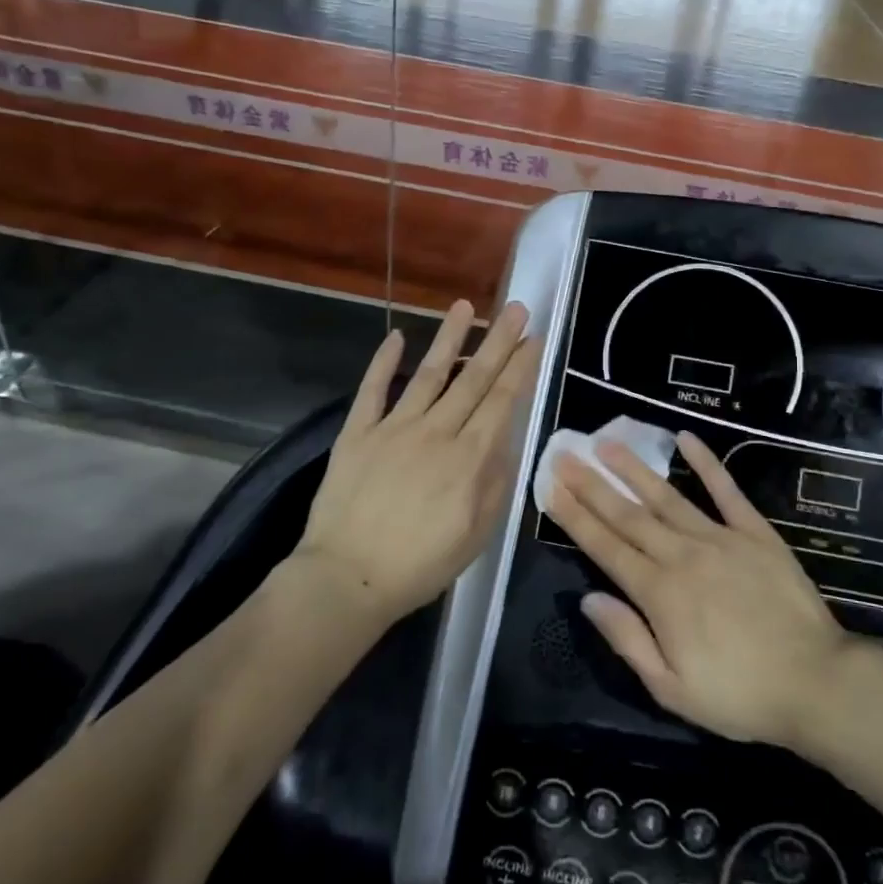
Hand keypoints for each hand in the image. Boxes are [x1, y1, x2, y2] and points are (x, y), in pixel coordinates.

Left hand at [298, 300, 539, 624]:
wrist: (348, 577)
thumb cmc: (420, 564)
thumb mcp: (477, 535)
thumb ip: (496, 483)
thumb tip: (506, 440)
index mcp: (469, 458)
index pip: (502, 401)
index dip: (521, 367)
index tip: (534, 338)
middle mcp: (436, 432)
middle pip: (473, 378)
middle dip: (498, 341)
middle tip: (516, 308)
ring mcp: (394, 428)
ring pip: (429, 373)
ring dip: (449, 338)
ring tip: (465, 306)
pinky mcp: (358, 433)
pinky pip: (373, 390)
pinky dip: (384, 362)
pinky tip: (397, 336)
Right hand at [549, 431, 847, 747]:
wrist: (817, 682)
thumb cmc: (740, 694)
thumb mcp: (672, 689)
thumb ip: (628, 639)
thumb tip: (588, 598)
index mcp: (659, 593)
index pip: (605, 547)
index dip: (575, 517)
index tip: (551, 488)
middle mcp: (682, 555)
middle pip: (628, 515)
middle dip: (592, 485)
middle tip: (565, 455)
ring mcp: (720, 538)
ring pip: (667, 496)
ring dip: (634, 468)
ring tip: (607, 442)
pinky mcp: (755, 533)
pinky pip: (726, 491)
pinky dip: (706, 462)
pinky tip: (685, 438)